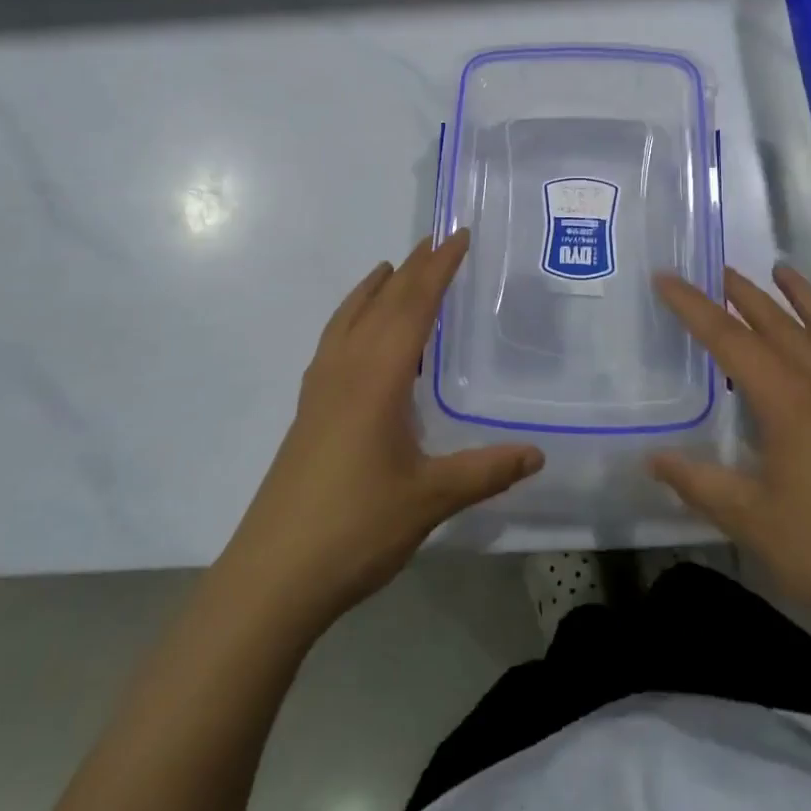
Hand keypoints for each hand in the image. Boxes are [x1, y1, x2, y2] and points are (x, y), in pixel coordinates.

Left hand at [222, 231, 543, 629]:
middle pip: (382, 302)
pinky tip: (359, 339)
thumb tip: (538, 453)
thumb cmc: (355, 528)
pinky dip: (352, 319)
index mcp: (377, 376)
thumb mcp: (430, 499)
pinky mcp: (308, 412)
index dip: (439, 268)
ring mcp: (320, 390)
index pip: (414, 305)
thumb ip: (485, 471)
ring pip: (349, 319)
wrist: (273, 575)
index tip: (459, 235)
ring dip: (375, 289)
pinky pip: (334, 343)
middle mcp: (346, 369)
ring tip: (392, 270)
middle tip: (437, 240)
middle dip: (412, 268)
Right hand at [649, 264, 810, 635]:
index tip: (666, 279)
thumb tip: (653, 459)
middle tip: (716, 270)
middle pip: (777, 322)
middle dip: (742, 294)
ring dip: (799, 295)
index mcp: (789, 400)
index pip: (730, 340)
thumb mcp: (752, 521)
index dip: (693, 307)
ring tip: (780, 270)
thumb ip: (699, 483)